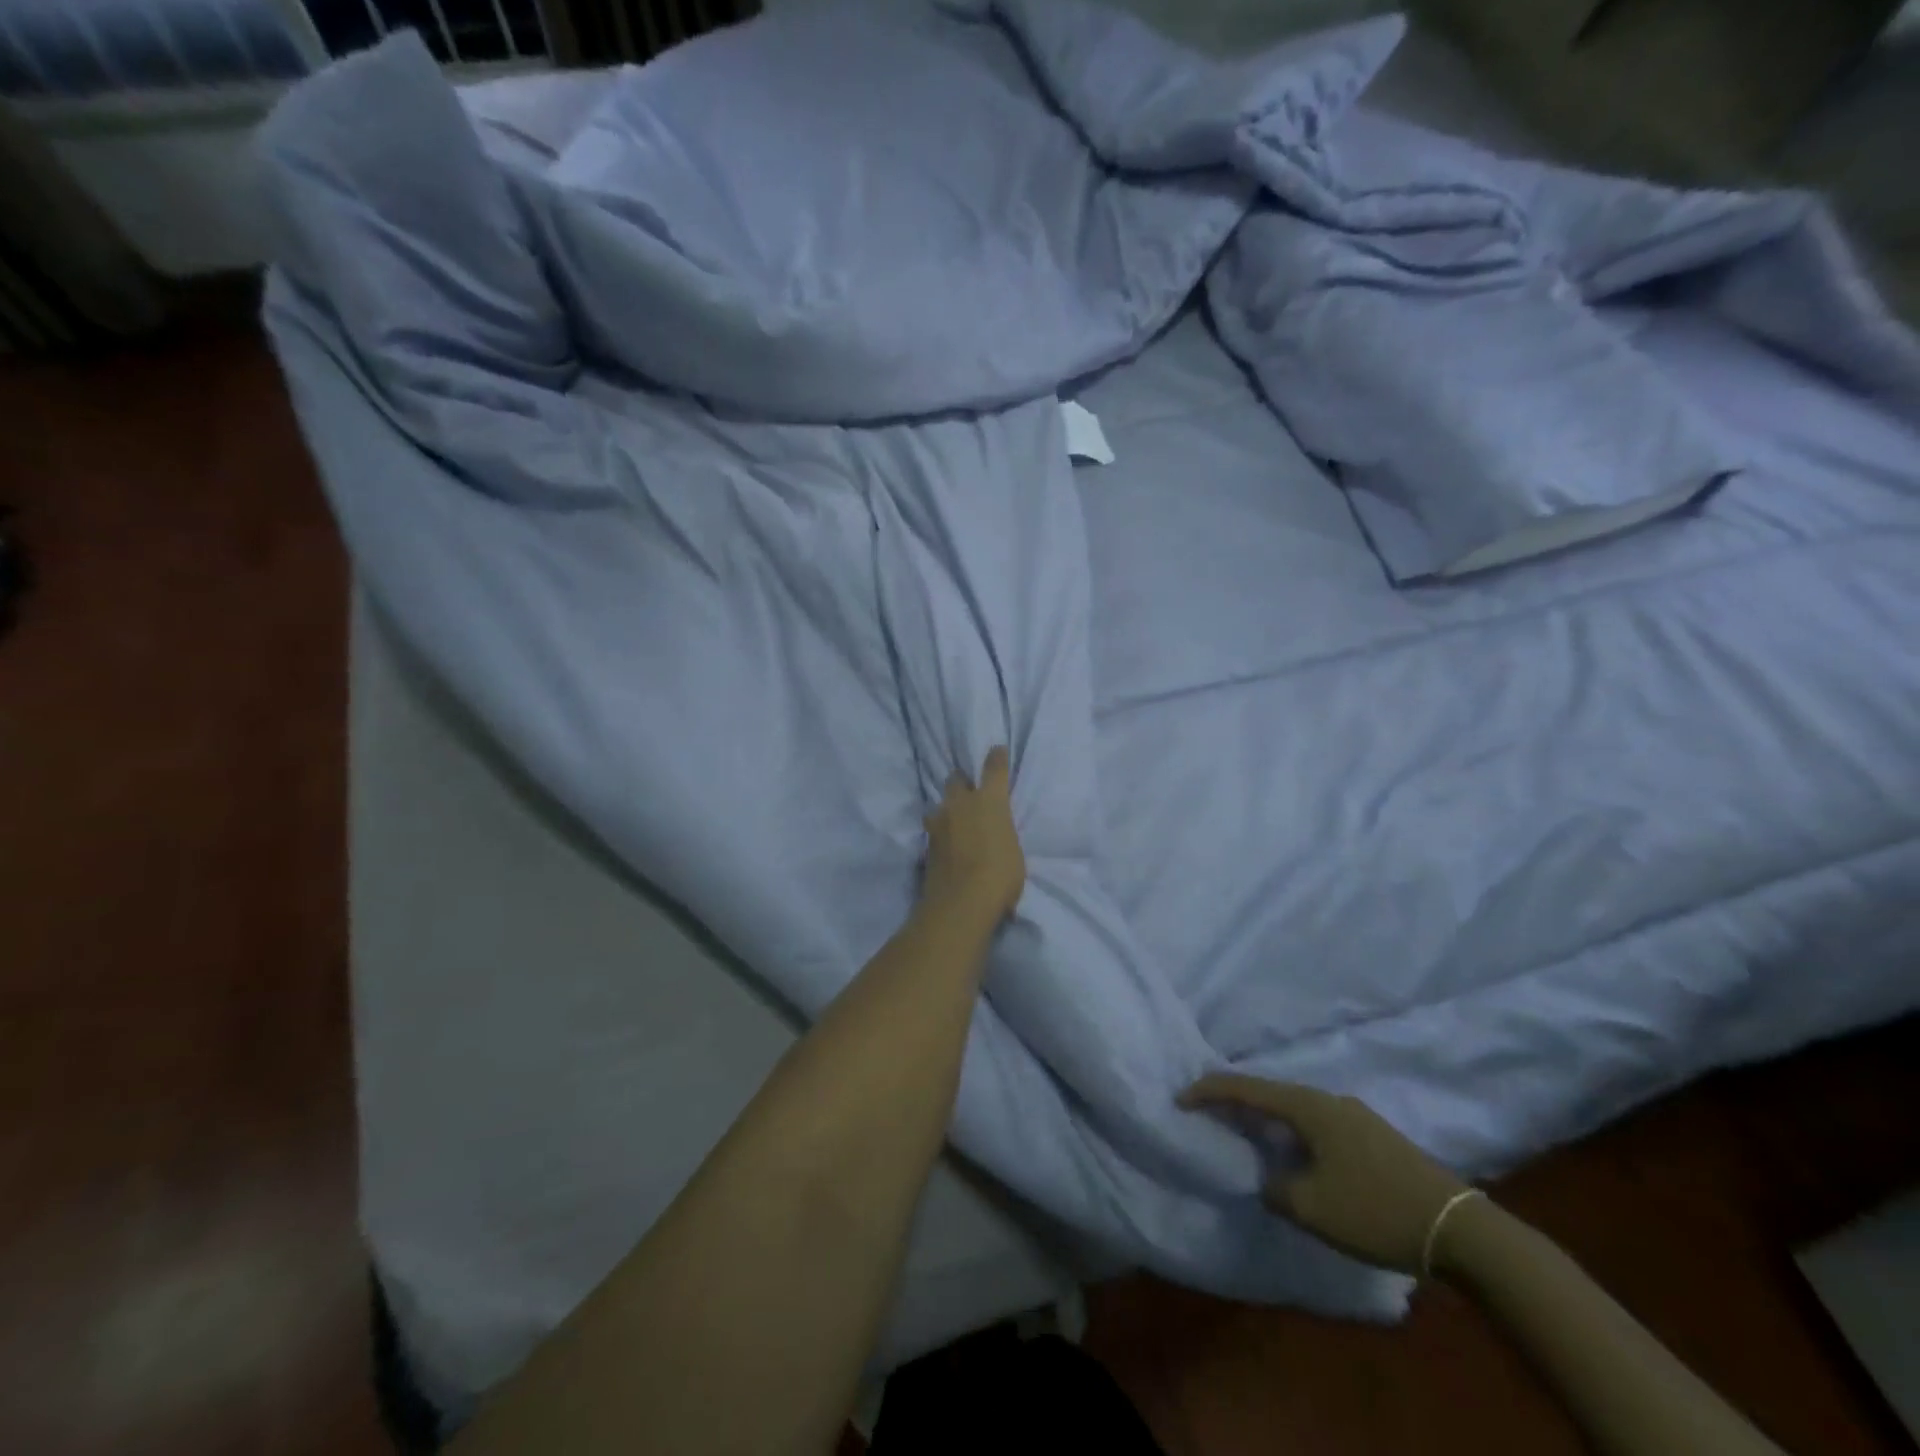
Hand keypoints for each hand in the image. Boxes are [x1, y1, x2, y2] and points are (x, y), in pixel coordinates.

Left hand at [921, 747, 1024, 922]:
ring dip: (947, 809)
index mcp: (989, 801)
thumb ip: (1002, 833)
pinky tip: (946, 842)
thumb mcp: (1013, 850)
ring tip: (953, 820)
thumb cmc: (1000, 875)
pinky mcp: (926, 843)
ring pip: (940, 804)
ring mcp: (939, 822)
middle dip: (961, 781)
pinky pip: (934, 828)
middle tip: (968, 790)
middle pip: (955, 779)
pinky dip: (941, 831)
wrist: (961, 902)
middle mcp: (961, 804)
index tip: (996, 750)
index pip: (993, 769)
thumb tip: (995, 834)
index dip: (996, 758)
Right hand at [1179, 1076, 1471, 1274]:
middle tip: (1209, 1115)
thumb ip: (1274, 1188)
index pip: (1246, 1088)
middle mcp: (1329, 1100)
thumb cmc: (1374, 1209)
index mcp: (1308, 1106)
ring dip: (1269, 1121)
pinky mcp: (1375, 1138)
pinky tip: (1297, 1157)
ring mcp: (1356, 1116)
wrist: (1459, 1229)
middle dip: (1237, 1103)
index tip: (1180, 1099)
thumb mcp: (1310, 1207)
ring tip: (1249, 1137)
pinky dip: (1295, 1134)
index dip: (1208, 1091)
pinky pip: (1319, 1126)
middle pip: (1271, 1094)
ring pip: (1297, 1111)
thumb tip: (1268, 1179)